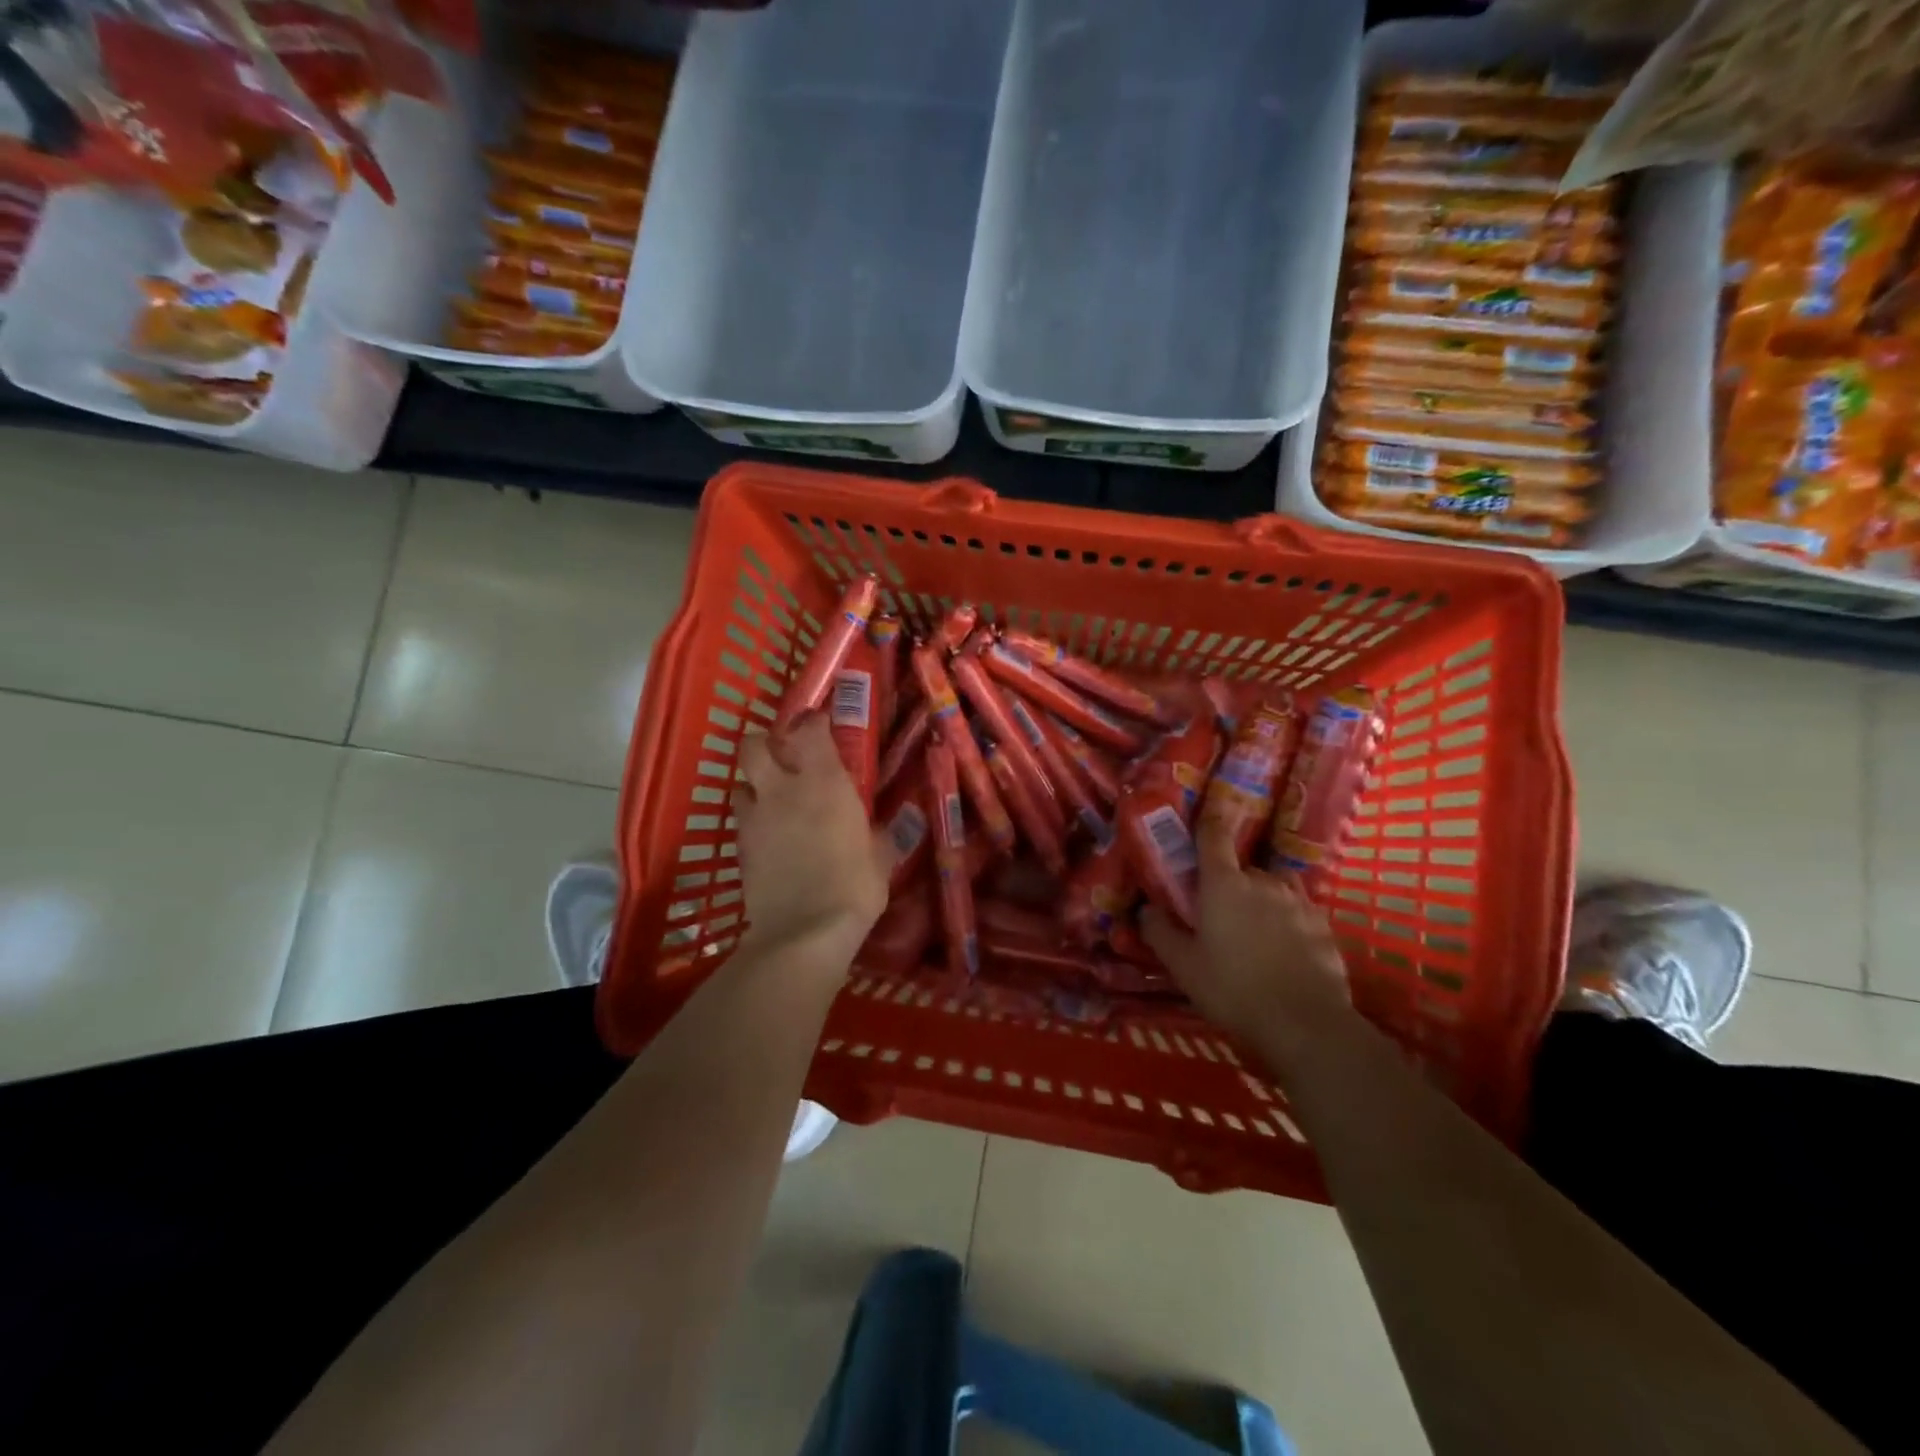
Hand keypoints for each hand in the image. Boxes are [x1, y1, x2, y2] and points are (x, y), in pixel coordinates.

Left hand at [733, 715, 892, 960]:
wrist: (803, 932)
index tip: (819, 724)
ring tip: (770, 798)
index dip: (812, 722)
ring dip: (753, 784)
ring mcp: (755, 817)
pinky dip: (751, 820)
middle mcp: (783, 789)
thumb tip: (891, 826)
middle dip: (763, 743)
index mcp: (824, 782)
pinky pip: (740, 820)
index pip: (809, 730)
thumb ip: (881, 835)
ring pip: (739, 782)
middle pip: (753, 745)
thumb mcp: (880, 858)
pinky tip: (767, 836)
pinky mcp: (739, 846)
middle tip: (782, 756)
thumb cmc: (854, 886)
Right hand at [1141, 815, 1351, 1054]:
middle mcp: (1263, 882)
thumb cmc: (1233, 989)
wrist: (1306, 1025)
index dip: (1206, 823)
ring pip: (1272, 890)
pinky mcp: (1323, 926)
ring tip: (1254, 935)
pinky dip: (1287, 923)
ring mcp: (1298, 902)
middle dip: (1230, 885)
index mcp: (1224, 883)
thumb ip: (1160, 931)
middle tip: (1219, 915)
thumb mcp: (1183, 965)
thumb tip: (1146, 908)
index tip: (1201, 818)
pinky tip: (1283, 952)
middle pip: (1242, 870)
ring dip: (1261, 902)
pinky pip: (1297, 913)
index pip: (1213, 836)